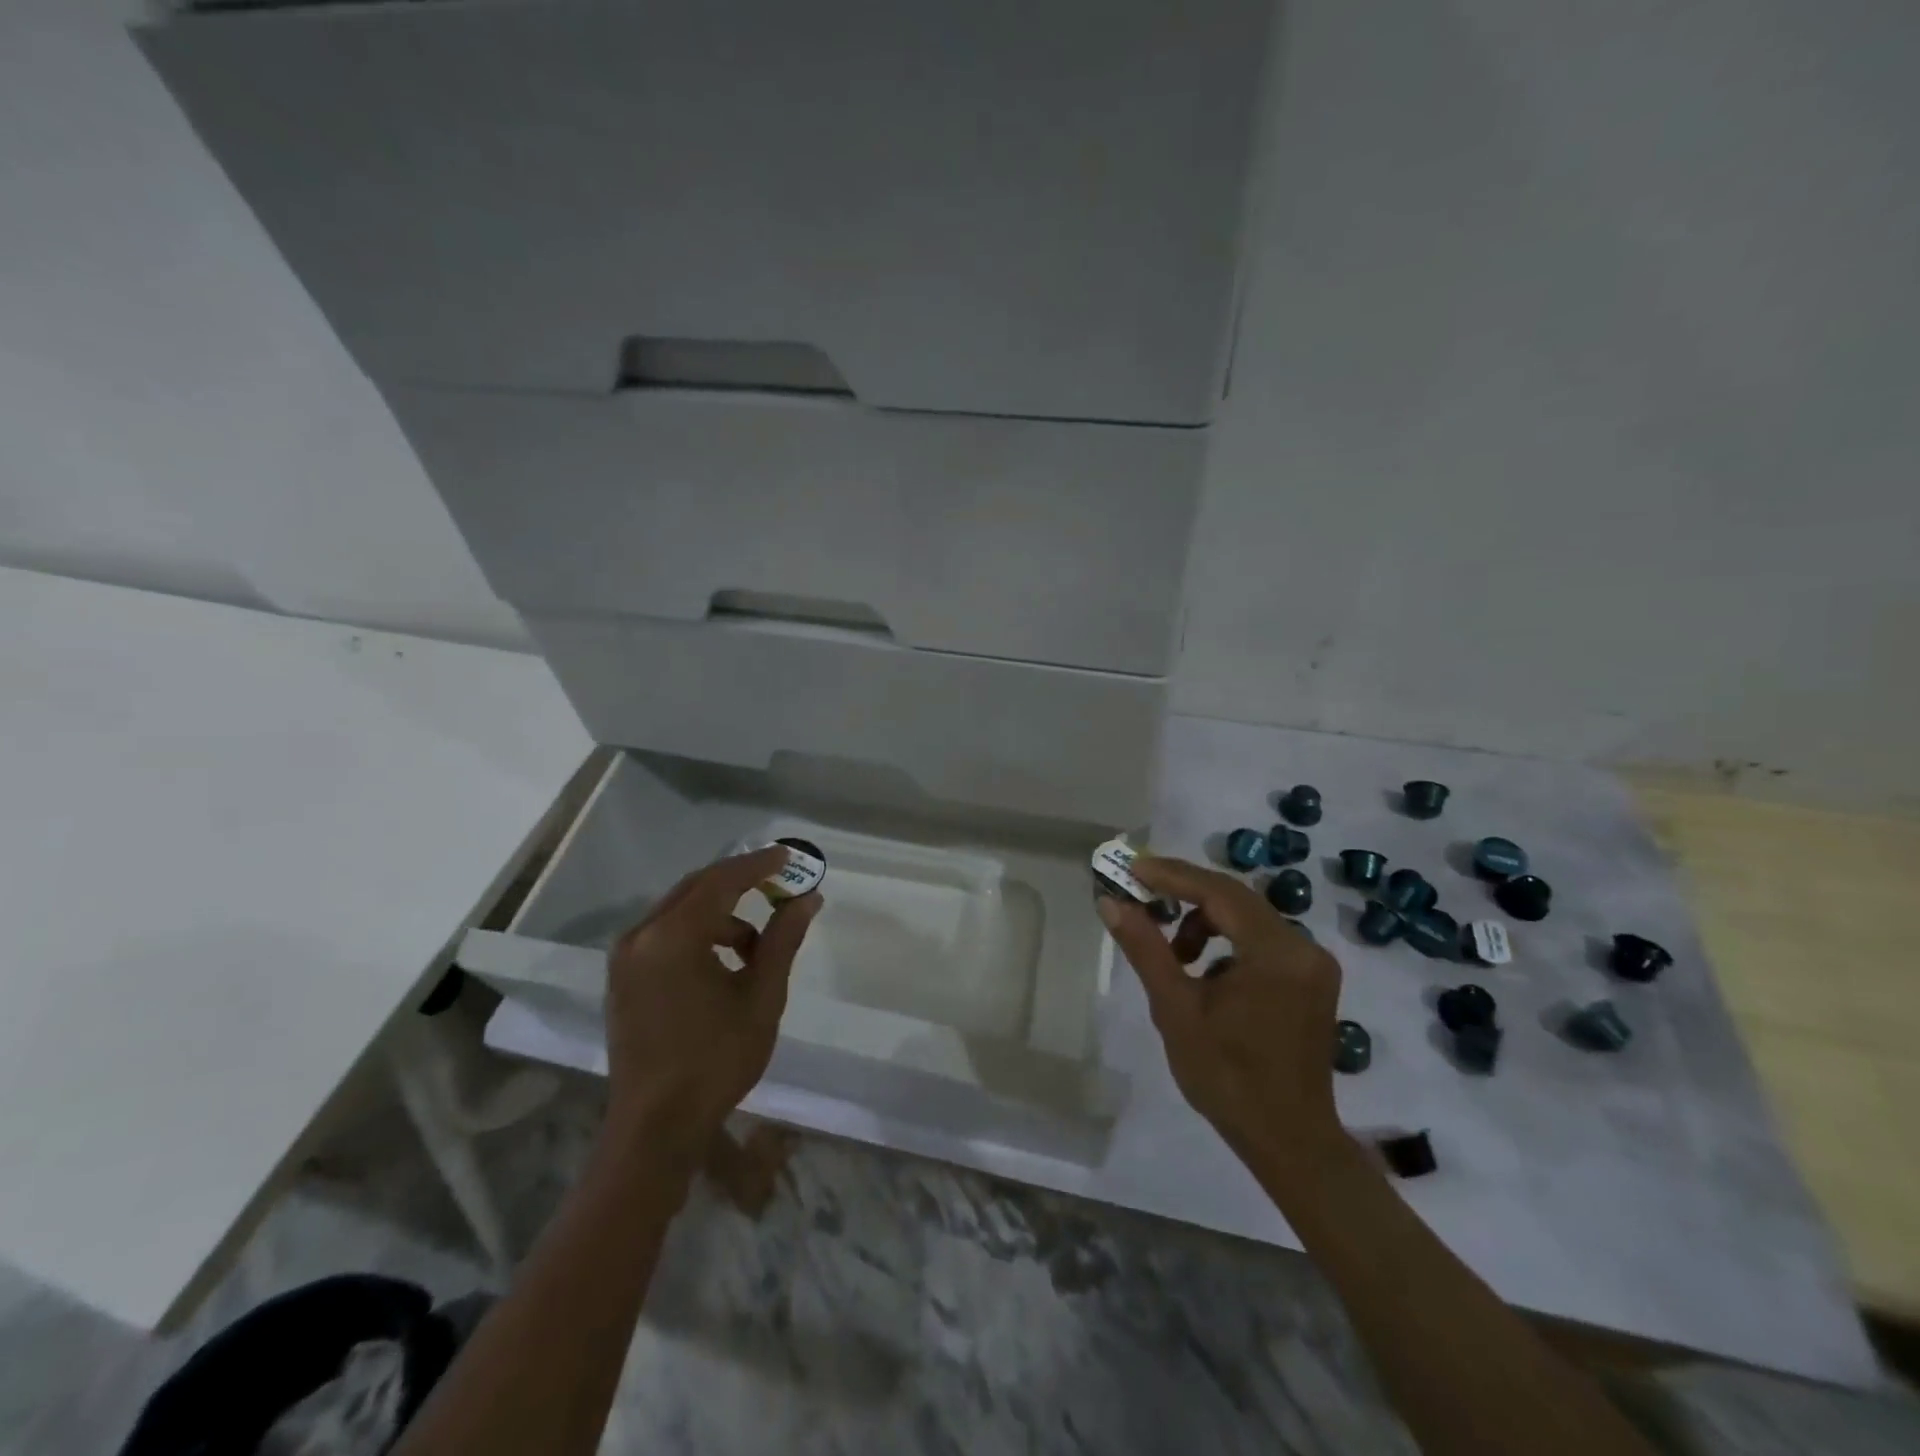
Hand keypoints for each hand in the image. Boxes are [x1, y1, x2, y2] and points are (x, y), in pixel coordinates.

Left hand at [603, 847, 821, 1162]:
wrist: (655, 1128)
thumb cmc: (715, 1060)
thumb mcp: (761, 996)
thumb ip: (783, 940)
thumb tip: (807, 899)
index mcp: (672, 936)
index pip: (721, 881)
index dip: (758, 865)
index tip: (789, 857)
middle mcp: (641, 936)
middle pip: (697, 888)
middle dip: (740, 883)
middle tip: (780, 885)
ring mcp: (626, 958)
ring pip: (681, 912)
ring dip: (721, 914)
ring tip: (758, 944)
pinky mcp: (623, 978)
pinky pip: (666, 935)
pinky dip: (699, 934)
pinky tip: (725, 962)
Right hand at [1097, 855, 1343, 1162]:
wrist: (1288, 1141)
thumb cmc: (1227, 1078)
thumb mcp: (1176, 1009)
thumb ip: (1145, 948)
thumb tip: (1110, 902)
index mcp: (1276, 953)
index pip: (1219, 892)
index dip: (1172, 875)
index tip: (1132, 868)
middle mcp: (1304, 948)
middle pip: (1235, 899)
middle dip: (1184, 893)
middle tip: (1139, 895)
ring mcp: (1312, 964)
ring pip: (1247, 918)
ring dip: (1205, 922)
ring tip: (1174, 956)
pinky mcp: (1311, 979)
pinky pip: (1260, 940)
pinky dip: (1226, 942)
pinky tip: (1204, 974)